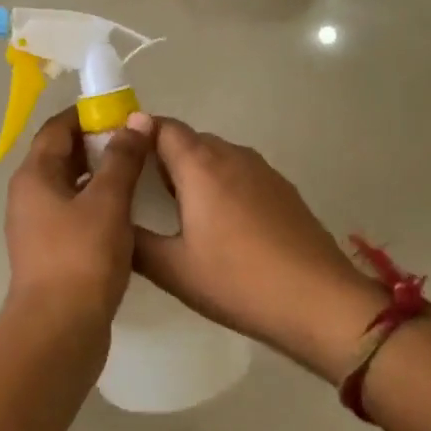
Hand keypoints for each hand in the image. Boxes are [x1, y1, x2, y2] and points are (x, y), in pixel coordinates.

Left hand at [3, 110, 157, 331]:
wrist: (58, 329)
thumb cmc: (81, 256)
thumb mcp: (107, 201)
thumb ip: (122, 159)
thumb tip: (134, 120)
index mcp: (34, 176)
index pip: (56, 129)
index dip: (87, 115)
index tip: (122, 112)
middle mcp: (29, 197)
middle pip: (61, 156)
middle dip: (97, 145)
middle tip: (136, 142)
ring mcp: (37, 227)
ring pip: (69, 187)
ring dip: (99, 176)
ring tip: (137, 173)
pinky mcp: (51, 253)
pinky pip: (74, 214)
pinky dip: (97, 205)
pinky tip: (127, 213)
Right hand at [135, 119, 386, 378]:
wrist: (320, 303)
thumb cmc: (238, 281)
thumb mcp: (173, 269)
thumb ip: (134, 241)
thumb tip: (111, 222)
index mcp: (200, 165)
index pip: (161, 127)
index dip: (136, 135)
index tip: (117, 158)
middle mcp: (232, 155)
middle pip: (188, 139)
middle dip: (161, 156)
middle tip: (139, 191)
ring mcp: (263, 171)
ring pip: (216, 156)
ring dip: (192, 172)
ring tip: (176, 211)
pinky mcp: (284, 190)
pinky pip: (240, 173)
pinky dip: (220, 185)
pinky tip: (219, 225)